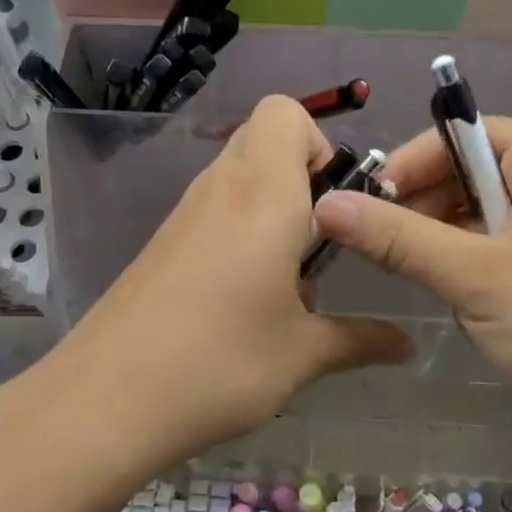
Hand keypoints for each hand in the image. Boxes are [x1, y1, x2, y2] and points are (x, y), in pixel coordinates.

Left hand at [6, 97, 411, 479]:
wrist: (104, 400)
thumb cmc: (219, 363)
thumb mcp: (302, 355)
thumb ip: (361, 340)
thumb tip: (407, 345)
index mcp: (263, 193)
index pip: (285, 112)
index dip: (318, 144)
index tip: (336, 205)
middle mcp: (220, 188)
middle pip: (261, 137)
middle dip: (300, 173)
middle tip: (319, 240)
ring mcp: (183, 214)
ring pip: (235, 174)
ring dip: (269, 205)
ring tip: (285, 279)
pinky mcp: (161, 243)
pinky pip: (211, 210)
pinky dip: (238, 230)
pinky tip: (241, 299)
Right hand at [312, 119, 511, 455]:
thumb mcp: (475, 278)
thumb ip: (396, 237)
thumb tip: (324, 204)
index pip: (456, 136)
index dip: (402, 171)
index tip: (357, 215)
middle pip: (469, 170)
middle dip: (425, 212)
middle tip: (386, 258)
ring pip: (484, 209)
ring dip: (450, 243)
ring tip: (435, 285)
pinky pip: (508, 236)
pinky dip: (478, 262)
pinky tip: (470, 299)